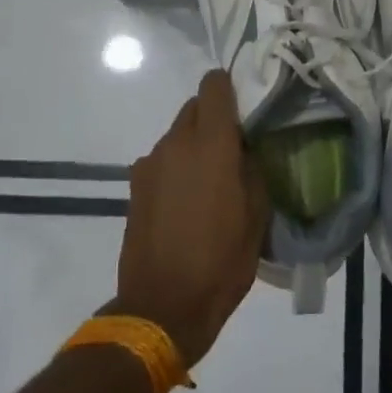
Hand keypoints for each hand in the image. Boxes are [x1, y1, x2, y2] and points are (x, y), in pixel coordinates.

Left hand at [113, 70, 269, 367]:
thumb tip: (243, 150)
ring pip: (176, 136)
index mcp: (210, 144)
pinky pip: (161, 161)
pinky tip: (187, 202)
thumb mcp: (257, 216)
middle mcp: (175, 144)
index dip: (230, 87)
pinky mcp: (134, 187)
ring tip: (211, 181)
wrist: (163, 306)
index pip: (214, 86)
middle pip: (193, 108)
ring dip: (194, 145)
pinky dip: (176, 168)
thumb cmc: (221, 261)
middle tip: (234, 148)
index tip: (246, 107)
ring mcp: (149, 164)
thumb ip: (252, 170)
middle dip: (214, 118)